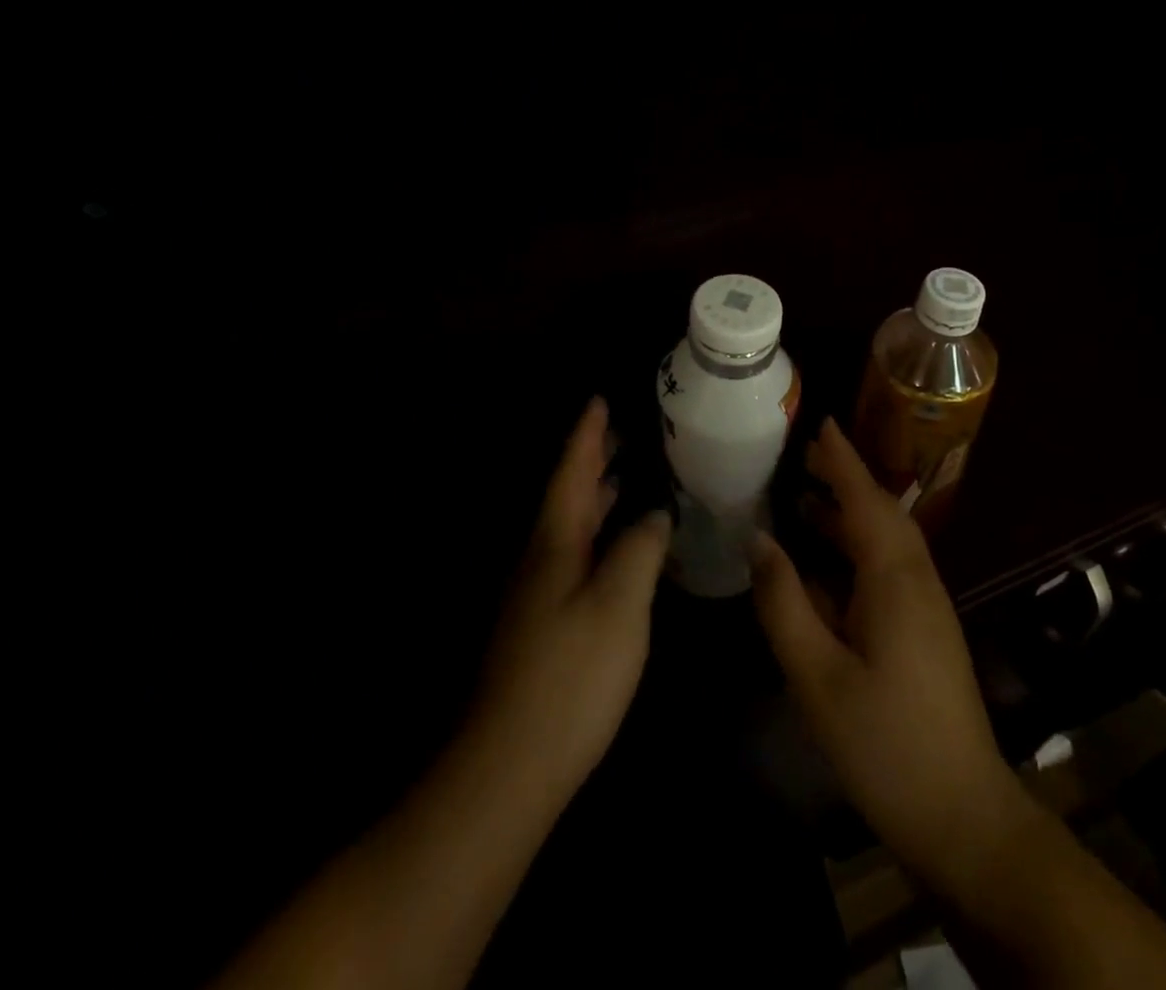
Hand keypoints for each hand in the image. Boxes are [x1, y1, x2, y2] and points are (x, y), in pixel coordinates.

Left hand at [472, 397, 671, 796]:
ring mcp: (538, 594)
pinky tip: (618, 548)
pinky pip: (575, 556)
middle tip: (620, 431)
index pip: (571, 472)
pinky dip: (597, 535)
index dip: (586, 435)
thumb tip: (655, 511)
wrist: (510, 766)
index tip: (599, 399)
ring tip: (623, 475)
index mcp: (555, 542)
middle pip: (567, 495)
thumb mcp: (619, 604)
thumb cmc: (571, 675)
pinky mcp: (544, 625)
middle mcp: (541, 558)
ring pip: (570, 527)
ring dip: (594, 497)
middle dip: (591, 461)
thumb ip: (640, 549)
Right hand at [750, 419, 1027, 886]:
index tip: (819, 421)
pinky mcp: (923, 633)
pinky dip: (852, 552)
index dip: (842, 459)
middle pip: (880, 513)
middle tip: (799, 457)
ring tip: (801, 499)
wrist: (964, 818)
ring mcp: (925, 609)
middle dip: (842, 480)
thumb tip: (759, 540)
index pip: (867, 499)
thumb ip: (785, 602)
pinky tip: (820, 567)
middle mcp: (917, 582)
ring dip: (846, 515)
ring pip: (884, 543)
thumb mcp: (818, 675)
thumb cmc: (886, 744)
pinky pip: (885, 571)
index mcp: (896, 580)